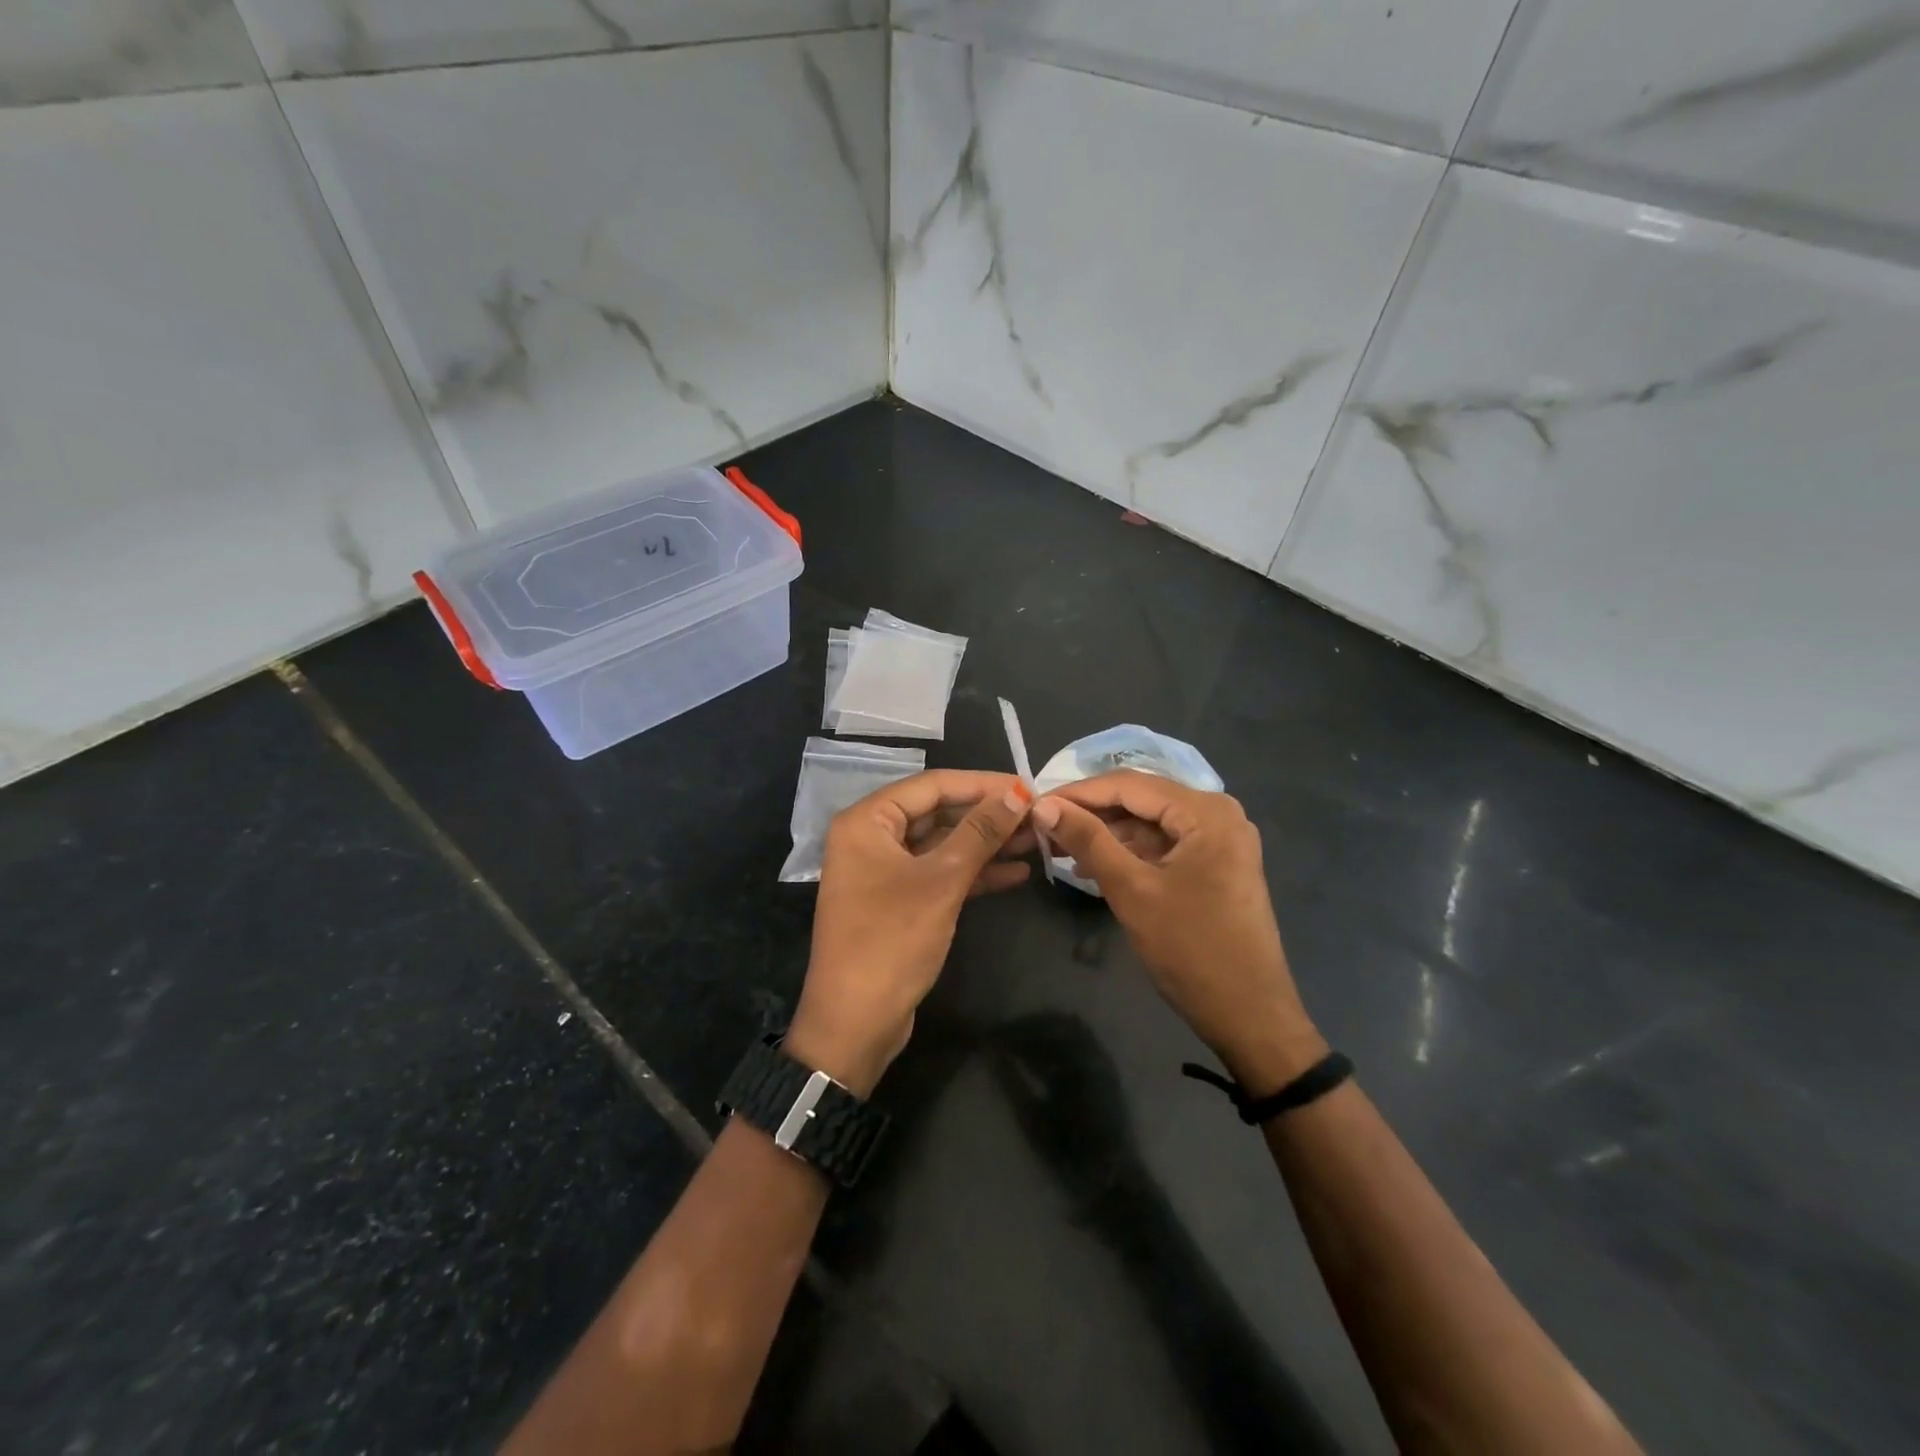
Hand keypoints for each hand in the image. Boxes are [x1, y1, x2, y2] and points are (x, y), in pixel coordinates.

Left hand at [788, 770, 1034, 1095]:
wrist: (855, 1023)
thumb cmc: (892, 940)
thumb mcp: (941, 881)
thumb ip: (980, 833)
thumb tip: (1018, 793)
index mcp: (867, 821)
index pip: (932, 786)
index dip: (981, 784)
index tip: (1027, 787)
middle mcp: (871, 838)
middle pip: (938, 813)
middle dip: (987, 816)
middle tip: (1037, 815)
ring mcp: (884, 871)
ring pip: (942, 845)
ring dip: (986, 844)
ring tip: (1036, 840)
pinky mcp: (899, 901)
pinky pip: (940, 874)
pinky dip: (974, 873)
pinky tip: (1017, 872)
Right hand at [1031, 772, 1324, 1093]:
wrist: (1249, 1015)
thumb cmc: (1191, 949)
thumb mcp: (1132, 890)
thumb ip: (1088, 840)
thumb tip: (1043, 806)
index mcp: (1206, 811)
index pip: (1130, 785)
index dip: (1079, 792)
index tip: (1036, 804)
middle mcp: (1219, 813)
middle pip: (1142, 800)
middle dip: (1092, 813)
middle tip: (1044, 826)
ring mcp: (1221, 840)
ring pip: (1151, 823)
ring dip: (1108, 834)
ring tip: (1061, 848)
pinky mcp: (1217, 864)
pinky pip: (1165, 844)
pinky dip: (1130, 852)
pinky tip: (1095, 865)